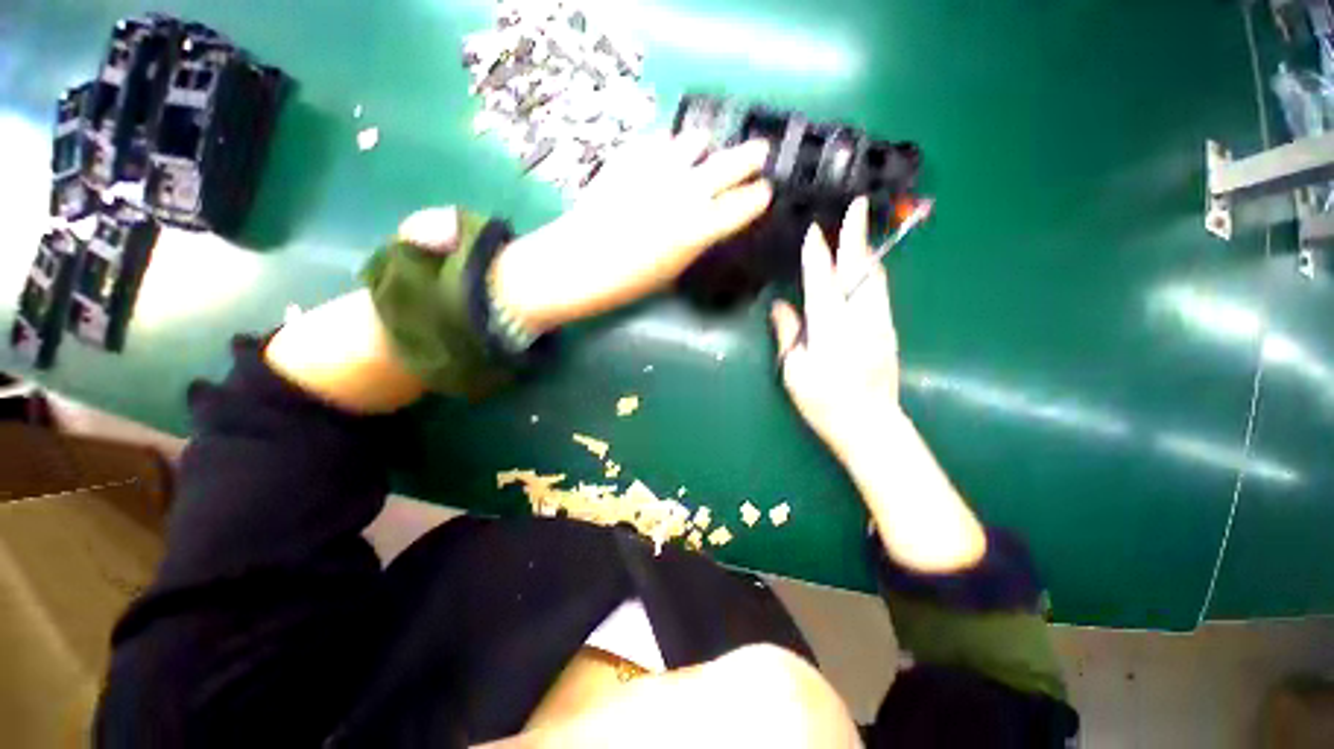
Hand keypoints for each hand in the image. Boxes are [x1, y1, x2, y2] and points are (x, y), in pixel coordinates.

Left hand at [492, 131, 772, 331]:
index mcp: (699, 229)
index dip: (758, 197)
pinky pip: (658, 142)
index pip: (744, 205)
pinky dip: (667, 148)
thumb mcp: (673, 271)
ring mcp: (658, 171)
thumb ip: (695, 242)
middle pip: (730, 163)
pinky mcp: (631, 158)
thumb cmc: (628, 281)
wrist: (579, 263)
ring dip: (704, 149)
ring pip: (694, 142)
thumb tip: (707, 226)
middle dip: (750, 157)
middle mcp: (686, 194)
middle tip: (758, 154)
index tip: (764, 193)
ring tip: (703, 154)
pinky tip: (664, 157)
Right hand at [770, 198, 904, 461]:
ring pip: (875, 277)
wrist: (870, 425)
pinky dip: (870, 271)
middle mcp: (860, 318)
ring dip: (865, 250)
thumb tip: (779, 306)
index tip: (813, 230)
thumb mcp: (795, 371)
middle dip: (856, 236)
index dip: (817, 254)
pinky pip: (879, 290)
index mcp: (831, 328)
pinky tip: (862, 268)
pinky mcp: (888, 329)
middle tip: (858, 205)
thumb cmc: (824, 402)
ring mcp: (880, 322)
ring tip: (858, 229)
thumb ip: (788, 334)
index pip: (822, 281)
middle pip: (859, 269)